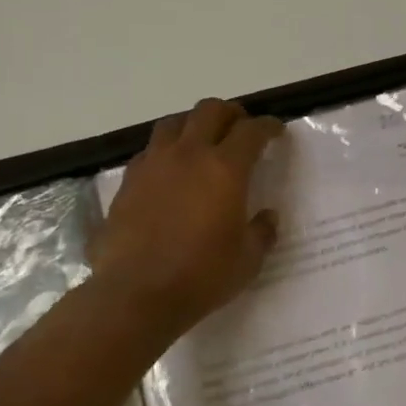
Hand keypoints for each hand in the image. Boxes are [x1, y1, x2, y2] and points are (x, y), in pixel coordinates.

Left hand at [87, 98, 283, 336]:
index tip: (276, 131)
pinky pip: (150, 150)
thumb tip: (267, 216)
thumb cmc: (201, 276)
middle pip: (210, 111)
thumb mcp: (247, 259)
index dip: (268, 126)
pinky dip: (166, 150)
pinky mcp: (128, 181)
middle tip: (240, 128)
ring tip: (202, 140)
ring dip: (194, 124)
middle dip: (231, 113)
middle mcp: (189, 155)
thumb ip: (262, 231)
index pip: (251, 131)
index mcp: (225, 168)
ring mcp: (154, 164)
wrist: (137, 295)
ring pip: (174, 122)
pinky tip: (170, 170)